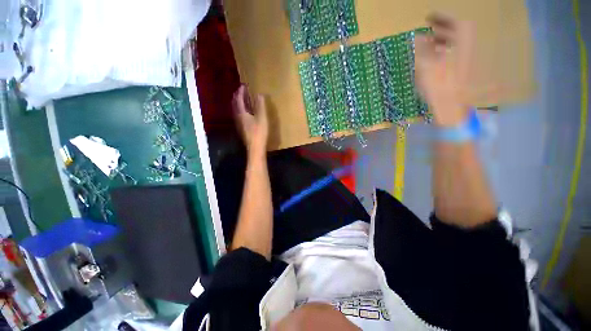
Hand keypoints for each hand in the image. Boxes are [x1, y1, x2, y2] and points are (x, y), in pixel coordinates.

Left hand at [233, 85, 268, 157]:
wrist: (255, 147)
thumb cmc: (259, 132)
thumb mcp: (262, 117)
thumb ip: (260, 106)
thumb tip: (259, 94)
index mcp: (241, 113)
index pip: (238, 99)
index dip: (240, 92)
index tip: (243, 85)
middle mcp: (238, 117)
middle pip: (235, 104)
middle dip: (237, 96)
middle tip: (242, 91)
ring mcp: (239, 124)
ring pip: (236, 110)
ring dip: (239, 103)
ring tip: (244, 100)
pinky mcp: (242, 129)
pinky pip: (240, 115)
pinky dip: (242, 110)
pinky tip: (247, 113)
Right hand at [415, 14, 474, 126]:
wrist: (454, 107)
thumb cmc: (440, 86)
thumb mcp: (427, 66)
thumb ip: (423, 49)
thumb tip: (418, 36)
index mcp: (463, 42)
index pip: (454, 22)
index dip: (441, 18)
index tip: (428, 17)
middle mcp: (471, 47)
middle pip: (459, 31)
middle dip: (443, 29)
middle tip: (429, 31)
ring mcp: (472, 58)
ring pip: (459, 43)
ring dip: (445, 41)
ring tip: (432, 44)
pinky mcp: (469, 69)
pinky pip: (460, 54)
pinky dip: (449, 51)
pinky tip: (439, 58)